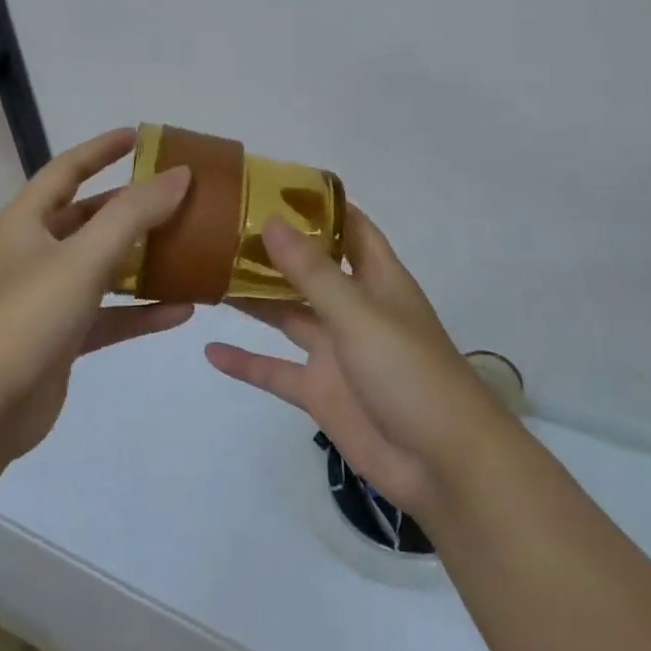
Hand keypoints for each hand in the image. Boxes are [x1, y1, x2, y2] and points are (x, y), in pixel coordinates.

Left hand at [0, 128, 193, 463]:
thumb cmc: (27, 316)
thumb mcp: (83, 257)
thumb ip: (134, 214)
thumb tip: (180, 175)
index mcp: (28, 222)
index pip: (67, 170)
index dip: (101, 149)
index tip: (139, 136)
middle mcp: (36, 253)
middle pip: (89, 218)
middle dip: (131, 207)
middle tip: (176, 196)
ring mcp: (49, 298)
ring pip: (103, 268)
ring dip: (143, 260)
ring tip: (189, 248)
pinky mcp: (62, 339)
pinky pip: (110, 315)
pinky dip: (141, 311)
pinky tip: (182, 310)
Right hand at [205, 209, 508, 518]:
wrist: (443, 465)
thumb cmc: (410, 372)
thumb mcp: (359, 314)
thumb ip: (312, 271)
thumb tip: (271, 220)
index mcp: (376, 279)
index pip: (349, 228)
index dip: (318, 206)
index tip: (273, 185)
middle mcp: (354, 308)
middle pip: (308, 269)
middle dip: (272, 250)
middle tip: (222, 228)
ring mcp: (336, 351)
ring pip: (287, 315)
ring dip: (254, 299)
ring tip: (207, 275)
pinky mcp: (321, 392)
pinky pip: (276, 371)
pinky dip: (246, 362)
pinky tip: (210, 349)